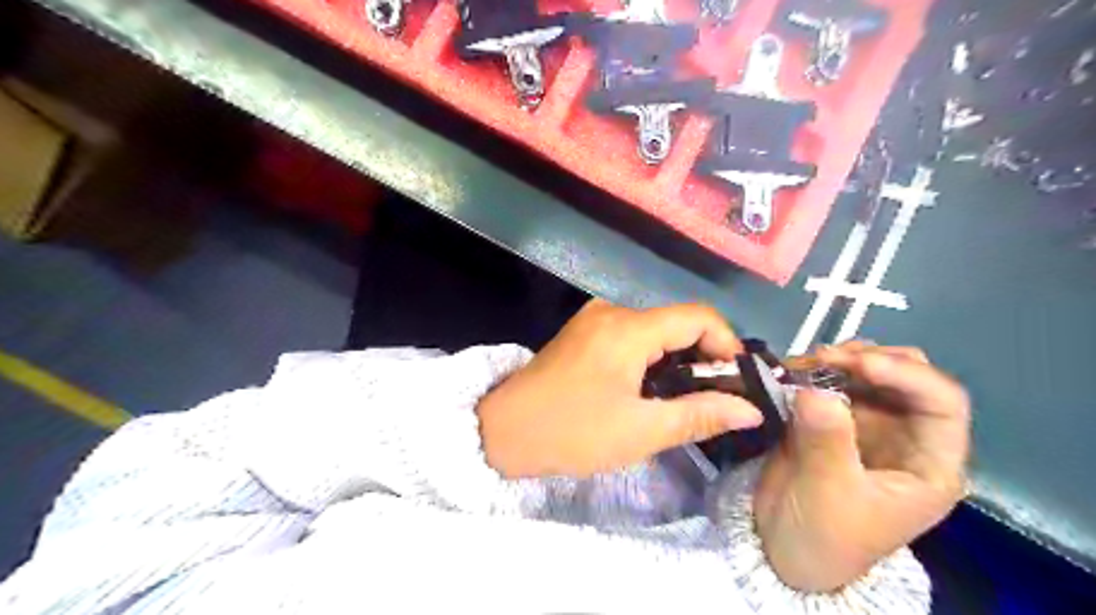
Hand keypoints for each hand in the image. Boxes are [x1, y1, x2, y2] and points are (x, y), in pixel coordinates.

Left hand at [476, 301, 762, 478]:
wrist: (502, 431)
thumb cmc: (571, 432)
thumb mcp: (640, 431)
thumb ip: (699, 415)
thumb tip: (751, 409)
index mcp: (628, 328)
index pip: (699, 316)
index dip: (727, 345)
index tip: (736, 382)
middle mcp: (613, 311)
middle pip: (676, 322)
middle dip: (702, 357)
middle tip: (713, 400)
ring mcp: (594, 318)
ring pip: (655, 330)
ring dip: (676, 361)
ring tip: (682, 400)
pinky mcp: (583, 332)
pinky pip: (631, 336)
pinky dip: (650, 359)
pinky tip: (648, 390)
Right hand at [754, 344, 966, 592]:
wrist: (779, 547)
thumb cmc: (822, 535)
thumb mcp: (829, 494)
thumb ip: (827, 442)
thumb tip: (814, 389)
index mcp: (928, 464)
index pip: (942, 403)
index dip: (907, 375)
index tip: (857, 365)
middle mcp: (904, 436)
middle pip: (907, 377)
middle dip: (869, 359)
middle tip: (823, 358)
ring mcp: (867, 424)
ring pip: (868, 373)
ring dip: (837, 361)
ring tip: (801, 365)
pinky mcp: (831, 419)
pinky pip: (830, 382)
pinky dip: (812, 370)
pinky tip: (790, 372)